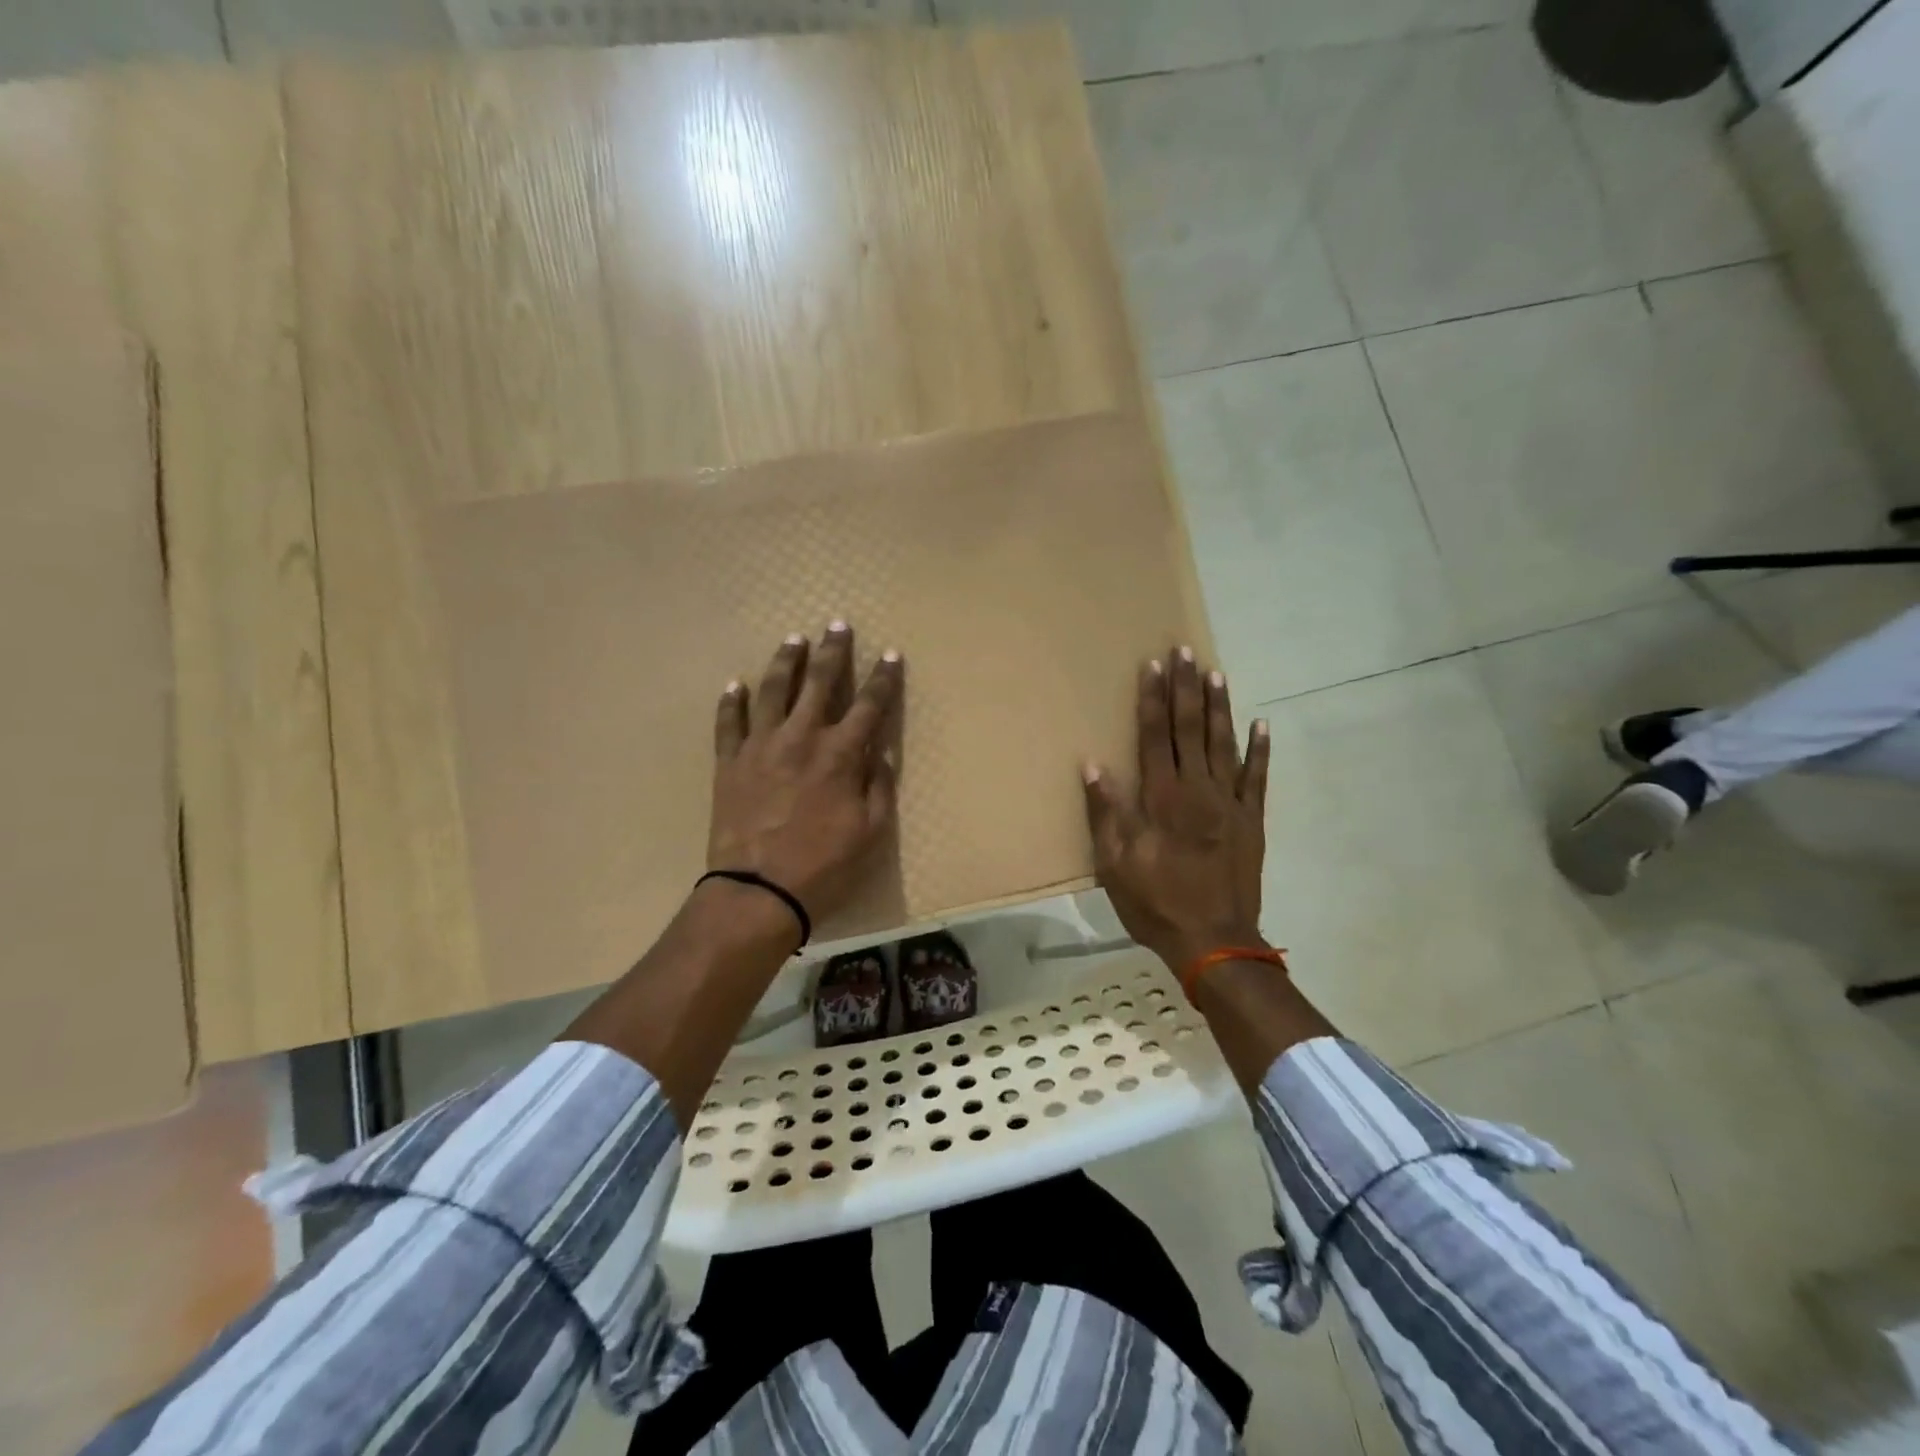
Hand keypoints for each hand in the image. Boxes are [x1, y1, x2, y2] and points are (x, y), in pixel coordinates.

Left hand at [708, 623, 902, 923]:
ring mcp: (761, 747)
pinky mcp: (729, 763)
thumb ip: (878, 787)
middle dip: (833, 652)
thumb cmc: (823, 867)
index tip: (891, 654)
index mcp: (840, 755)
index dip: (884, 678)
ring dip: (786, 662)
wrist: (757, 892)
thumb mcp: (870, 832)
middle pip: (820, 683)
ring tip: (794, 640)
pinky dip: (732, 702)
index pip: (870, 705)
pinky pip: (728, 723)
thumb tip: (880, 753)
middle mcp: (801, 738)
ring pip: (774, 691)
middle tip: (837, 625)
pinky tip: (735, 684)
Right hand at [1082, 647, 1270, 970]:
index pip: (1154, 737)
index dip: (1152, 699)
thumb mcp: (1115, 864)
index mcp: (1162, 798)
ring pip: (1224, 744)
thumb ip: (1106, 812)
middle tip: (1184, 651)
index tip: (1152, 666)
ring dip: (1219, 707)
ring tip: (1215, 672)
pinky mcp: (1252, 821)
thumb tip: (1093, 765)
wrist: (1214, 942)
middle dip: (1185, 688)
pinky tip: (1261, 723)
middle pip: (1190, 729)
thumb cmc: (1156, 903)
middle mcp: (1198, 791)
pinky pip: (1258, 778)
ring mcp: (1230, 804)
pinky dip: (1260, 750)